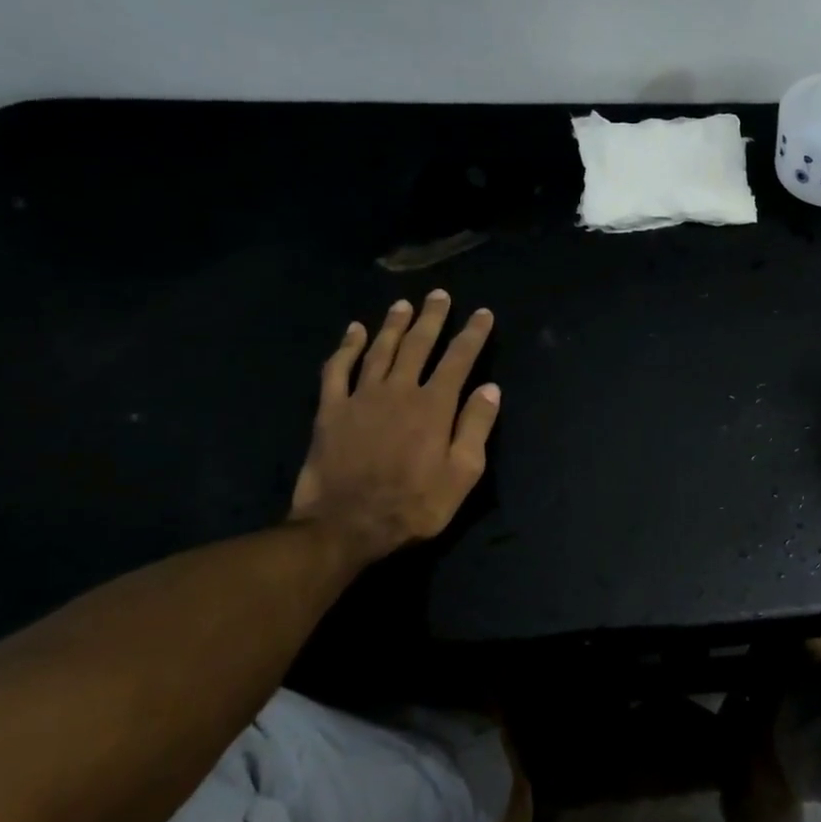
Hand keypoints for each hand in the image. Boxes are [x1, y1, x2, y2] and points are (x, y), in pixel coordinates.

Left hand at [289, 290, 500, 568]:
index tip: (483, 314)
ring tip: (404, 304)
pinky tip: (353, 331)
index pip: (458, 359)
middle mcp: (399, 391)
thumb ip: (476, 427)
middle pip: (418, 345)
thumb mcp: (462, 474)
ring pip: (380, 350)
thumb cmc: (414, 504)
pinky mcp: (330, 410)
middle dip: (432, 318)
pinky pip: (337, 370)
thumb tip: (490, 388)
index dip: (473, 334)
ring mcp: (361, 397)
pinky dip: (346, 347)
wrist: (346, 526)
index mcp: (434, 406)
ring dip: (393, 324)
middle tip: (439, 295)